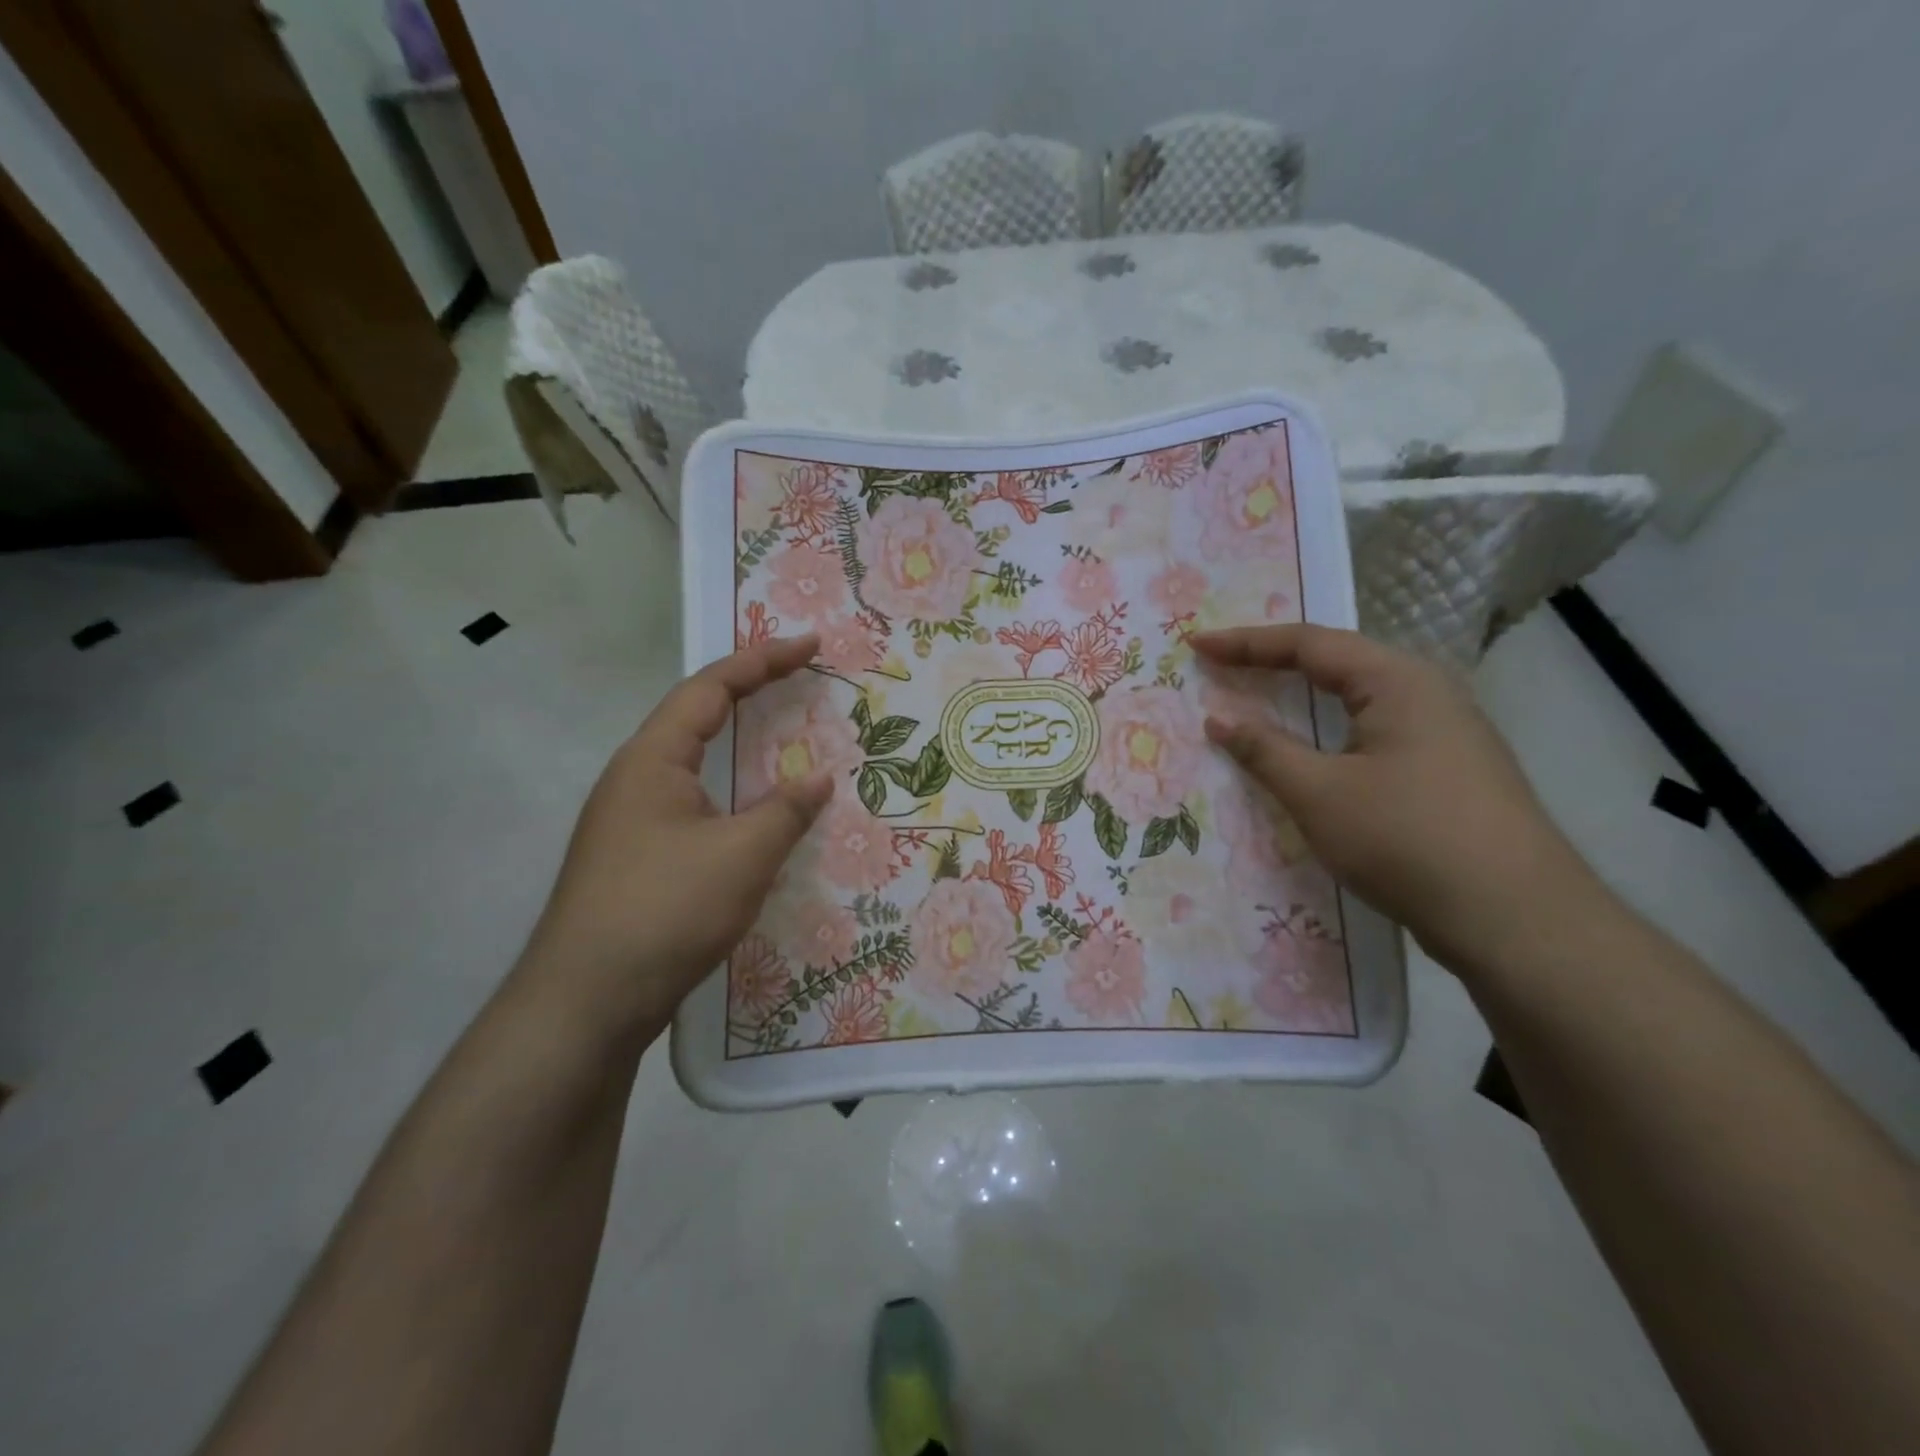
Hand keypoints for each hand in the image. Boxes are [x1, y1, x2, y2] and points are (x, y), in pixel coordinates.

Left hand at [517, 635, 832, 1037]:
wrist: (586, 1005)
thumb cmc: (664, 911)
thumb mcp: (741, 856)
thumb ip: (786, 811)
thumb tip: (819, 778)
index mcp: (653, 760)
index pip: (711, 689)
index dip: (763, 660)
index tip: (810, 645)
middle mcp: (635, 779)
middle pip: (697, 716)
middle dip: (751, 692)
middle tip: (800, 679)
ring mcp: (632, 822)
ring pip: (695, 764)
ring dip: (740, 744)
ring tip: (784, 738)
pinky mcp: (638, 859)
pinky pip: (694, 804)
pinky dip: (732, 792)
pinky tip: (754, 815)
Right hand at [1192, 624, 1598, 970]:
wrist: (1516, 918)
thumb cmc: (1406, 840)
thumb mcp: (1319, 793)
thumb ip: (1264, 750)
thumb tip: (1218, 720)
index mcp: (1397, 680)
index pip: (1308, 644)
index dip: (1246, 643)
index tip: (1198, 645)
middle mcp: (1426, 692)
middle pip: (1336, 662)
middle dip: (1274, 661)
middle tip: (1223, 665)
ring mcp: (1444, 731)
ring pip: (1358, 698)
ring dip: (1303, 696)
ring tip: (1258, 696)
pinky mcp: (1449, 769)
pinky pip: (1373, 730)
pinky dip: (1329, 729)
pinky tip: (1313, 750)